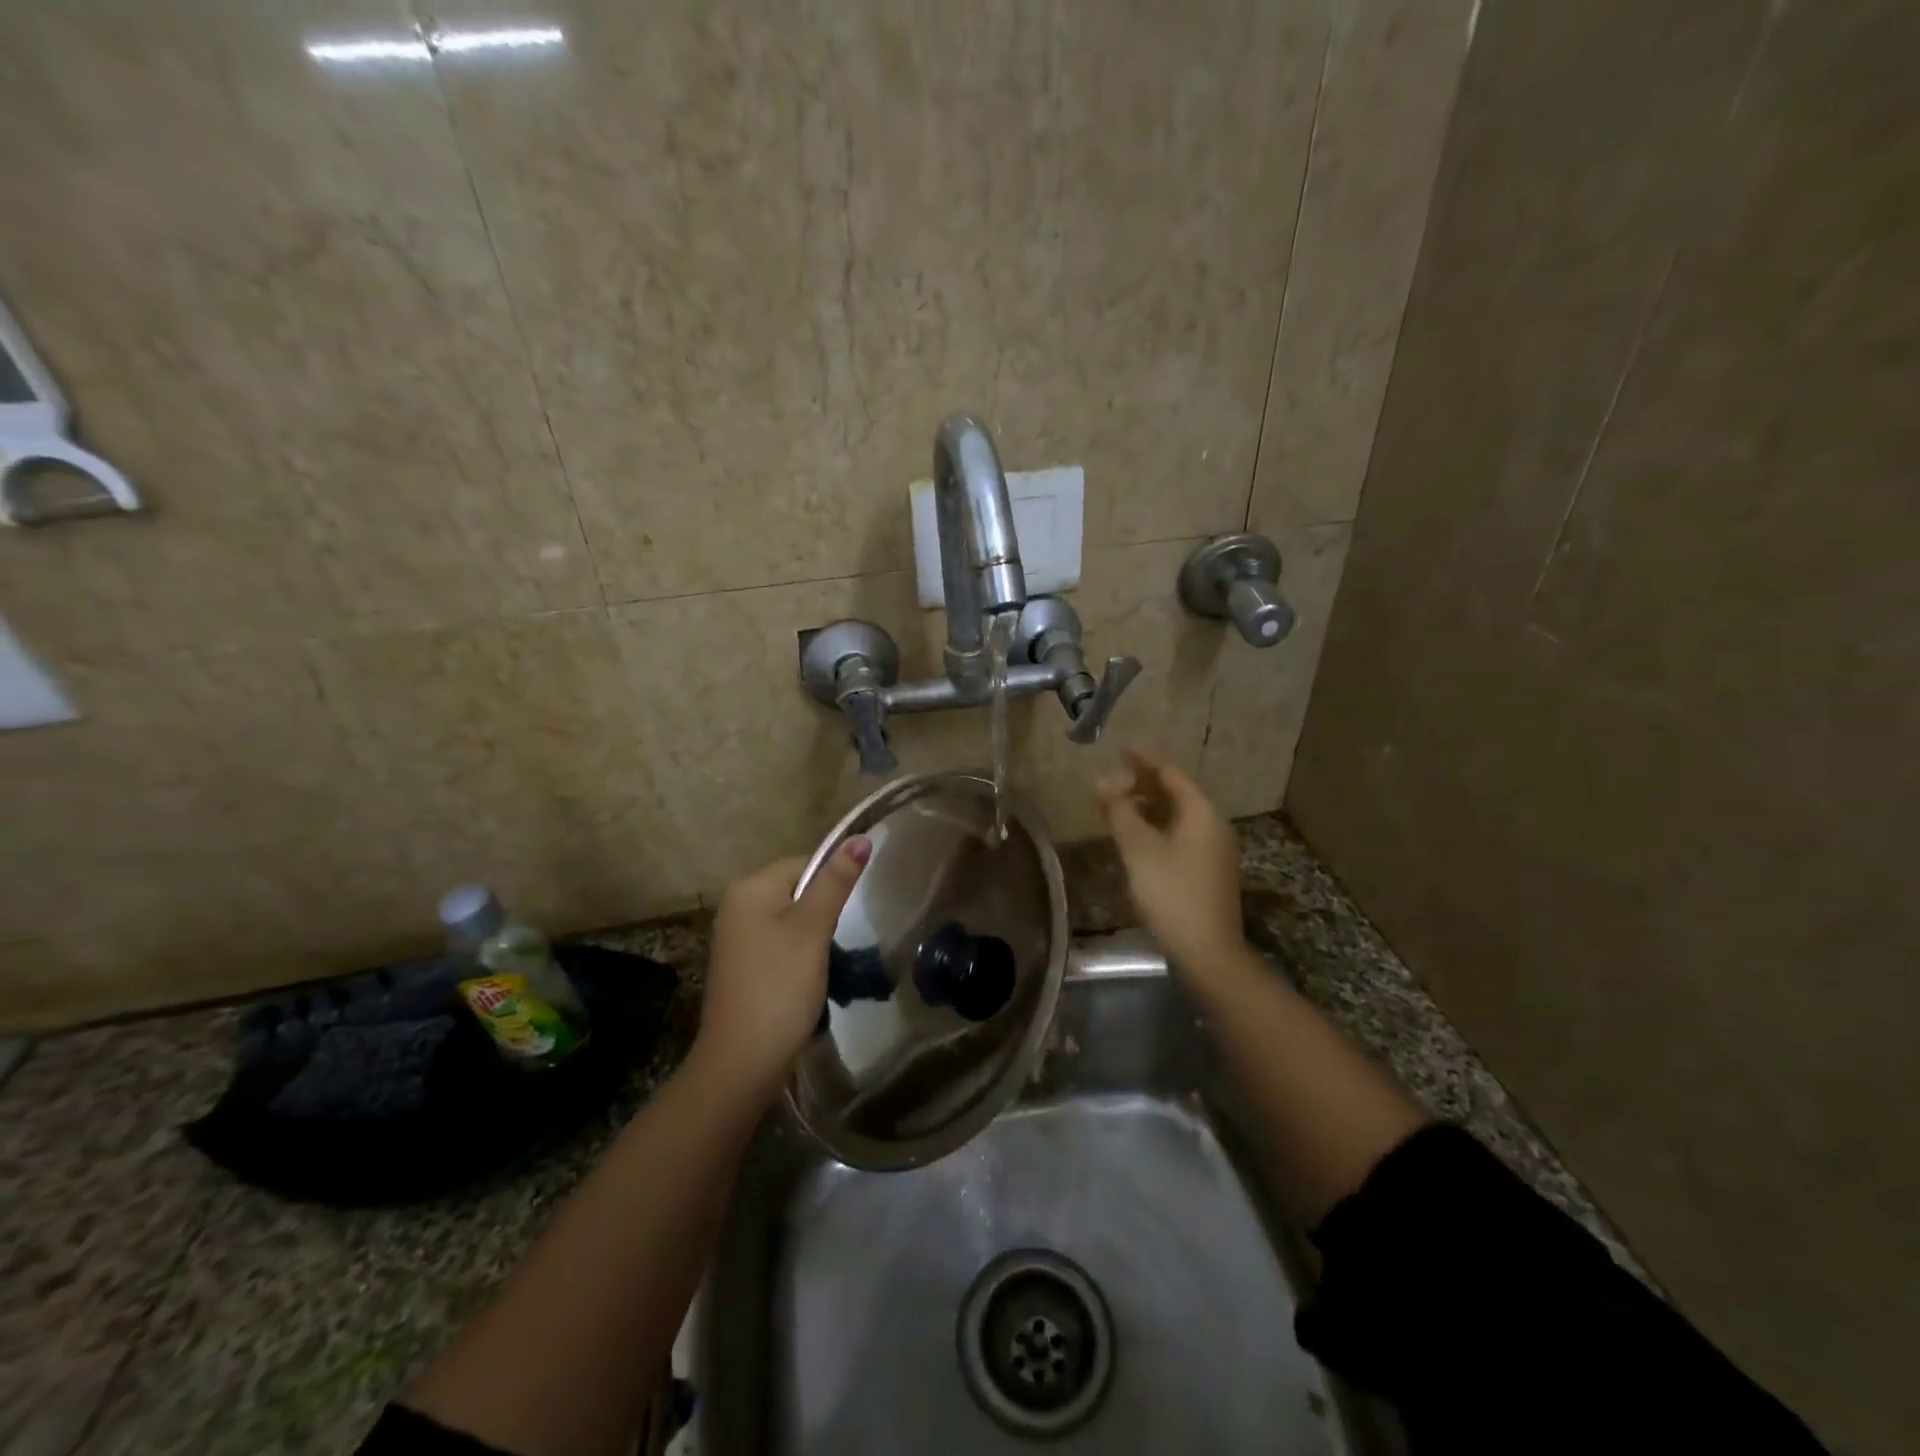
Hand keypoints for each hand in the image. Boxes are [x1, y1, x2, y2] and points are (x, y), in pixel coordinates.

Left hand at [693, 838, 870, 1101]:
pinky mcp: (742, 964)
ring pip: (791, 918)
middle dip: (825, 909)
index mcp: (750, 888)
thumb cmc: (780, 987)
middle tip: (846, 936)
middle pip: (797, 889)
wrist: (742, 1062)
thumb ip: (836, 882)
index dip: (834, 882)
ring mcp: (736, 936)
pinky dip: (800, 953)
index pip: (805, 862)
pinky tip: (811, 976)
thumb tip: (861, 837)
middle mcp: (737, 905)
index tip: (854, 911)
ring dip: (815, 934)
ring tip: (832, 958)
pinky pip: (780, 942)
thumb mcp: (813, 929)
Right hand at [1097, 746, 1245, 973]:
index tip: (1121, 748)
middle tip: (1115, 777)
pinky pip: (1182, 834)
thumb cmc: (1171, 893)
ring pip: (1180, 815)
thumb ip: (1120, 812)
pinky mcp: (1209, 871)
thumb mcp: (1139, 849)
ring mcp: (1215, 850)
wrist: (1208, 951)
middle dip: (1146, 783)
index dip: (1144, 760)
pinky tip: (1139, 837)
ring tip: (1120, 805)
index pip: (1171, 774)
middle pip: (1178, 793)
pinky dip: (1159, 826)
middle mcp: (1214, 826)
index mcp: (1201, 814)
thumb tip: (1103, 779)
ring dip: (1151, 806)